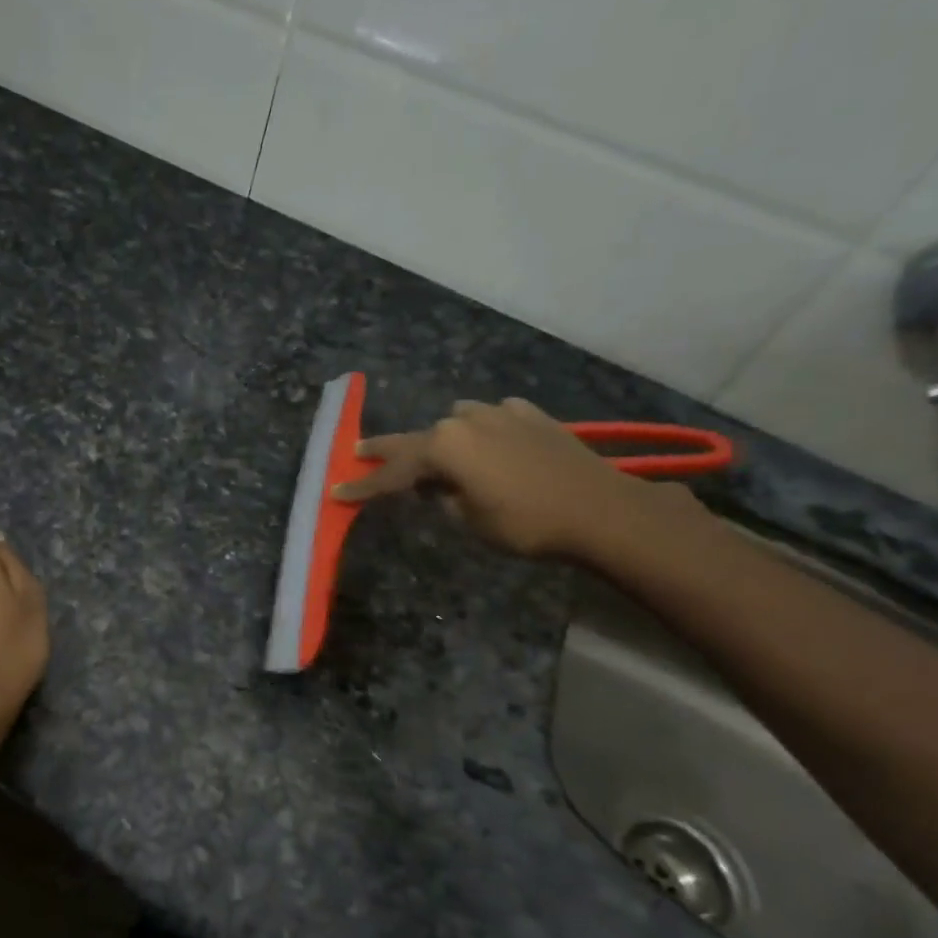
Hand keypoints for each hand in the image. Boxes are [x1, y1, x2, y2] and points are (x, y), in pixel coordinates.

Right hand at [332, 397, 694, 558]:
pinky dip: (485, 429)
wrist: (601, 510)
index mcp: (445, 448)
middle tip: (360, 452)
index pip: (393, 473)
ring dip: (443, 438)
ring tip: (442, 457)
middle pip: (416, 438)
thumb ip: (444, 498)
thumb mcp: (471, 520)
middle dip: (387, 450)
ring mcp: (500, 413)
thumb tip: (438, 487)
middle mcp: (466, 421)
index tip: (337, 490)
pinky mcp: (531, 415)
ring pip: (456, 420)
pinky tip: (492, 442)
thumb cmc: (527, 524)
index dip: (364, 486)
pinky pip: (494, 417)